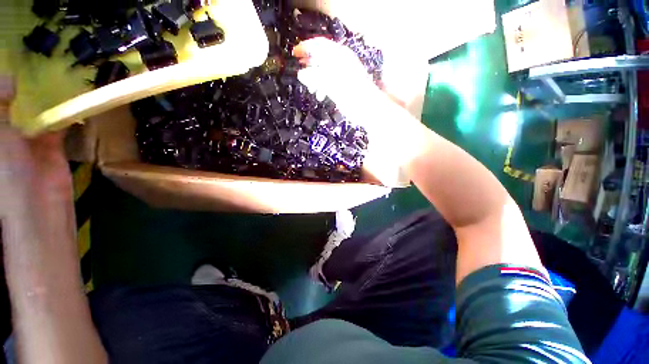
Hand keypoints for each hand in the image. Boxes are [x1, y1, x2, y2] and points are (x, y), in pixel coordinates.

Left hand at [0, 77, 70, 217]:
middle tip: (30, 69)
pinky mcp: (51, 145)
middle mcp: (7, 133)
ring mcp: (29, 139)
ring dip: (42, 100)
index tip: (10, 71)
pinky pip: (56, 125)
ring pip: (35, 113)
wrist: (39, 202)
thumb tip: (9, 76)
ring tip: (51, 78)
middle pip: (13, 106)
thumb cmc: (7, 173)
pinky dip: (62, 114)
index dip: (2, 90)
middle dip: (20, 89)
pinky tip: (69, 102)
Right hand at [293, 38, 379, 122]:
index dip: (306, 48)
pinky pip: (328, 81)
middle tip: (300, 74)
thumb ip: (317, 78)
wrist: (369, 110)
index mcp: (340, 57)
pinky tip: (319, 95)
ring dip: (315, 78)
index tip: (294, 55)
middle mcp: (341, 62)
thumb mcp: (334, 85)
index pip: (320, 45)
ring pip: (323, 71)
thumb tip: (301, 74)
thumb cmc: (353, 95)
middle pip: (321, 57)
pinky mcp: (343, 86)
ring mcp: (342, 74)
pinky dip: (321, 86)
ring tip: (311, 89)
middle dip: (309, 65)